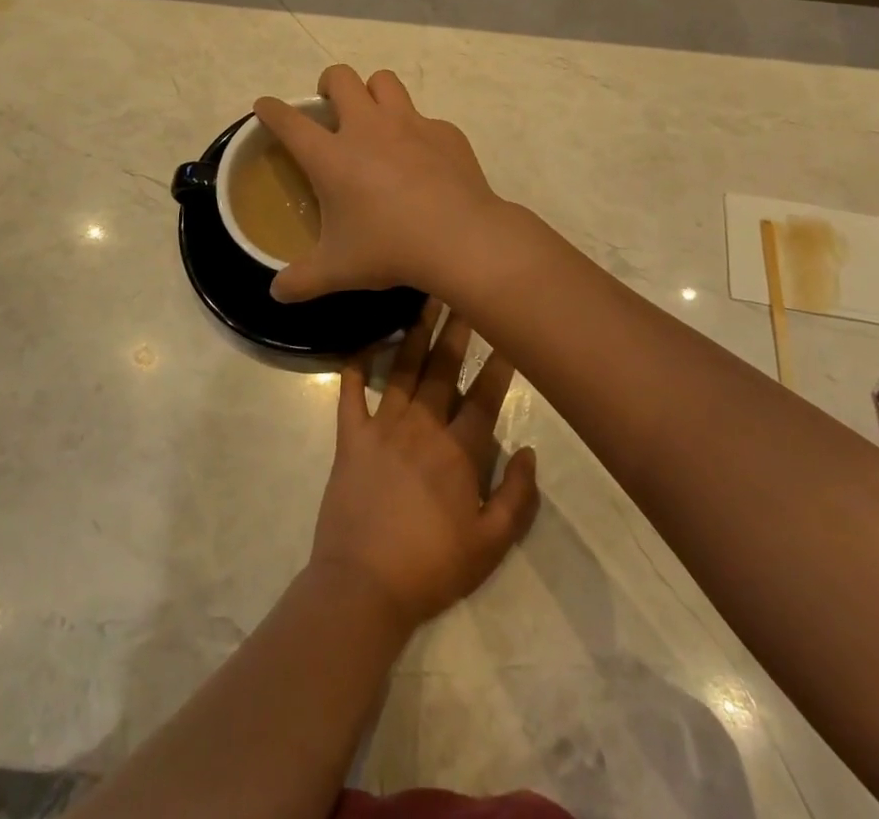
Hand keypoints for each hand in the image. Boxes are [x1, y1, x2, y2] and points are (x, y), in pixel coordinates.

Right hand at [255, 65, 502, 301]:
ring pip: (384, 81)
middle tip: (331, 107)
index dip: (272, 110)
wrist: (461, 238)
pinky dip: (417, 131)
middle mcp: (367, 127)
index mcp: (332, 156)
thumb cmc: (390, 248)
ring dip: (373, 92)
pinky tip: (424, 160)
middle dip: (329, 84)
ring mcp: (410, 123)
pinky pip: (425, 118)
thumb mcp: (338, 270)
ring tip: (375, 118)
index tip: (266, 107)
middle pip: (340, 77)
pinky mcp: (445, 132)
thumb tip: (276, 293)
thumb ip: (301, 280)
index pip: (289, 121)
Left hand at [307, 304, 539, 632]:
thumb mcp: (491, 546)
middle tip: (463, 291)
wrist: (363, 587)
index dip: (499, 362)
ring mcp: (381, 427)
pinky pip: (351, 392)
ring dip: (415, 333)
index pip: (484, 396)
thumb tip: (530, 450)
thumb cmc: (432, 567)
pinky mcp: (349, 438)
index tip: (508, 329)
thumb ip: (518, 497)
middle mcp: (421, 426)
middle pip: (443, 368)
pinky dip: (356, 366)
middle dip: (457, 328)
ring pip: (402, 369)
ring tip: (424, 300)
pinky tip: (364, 343)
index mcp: (459, 451)